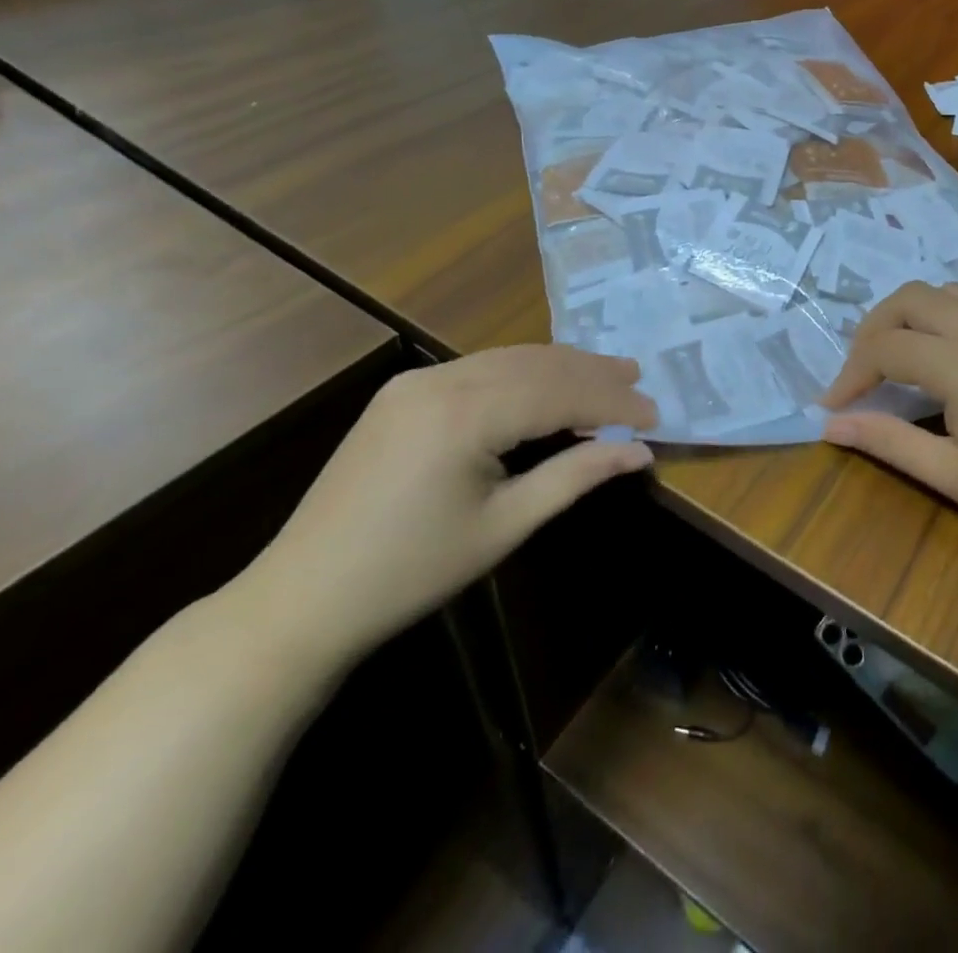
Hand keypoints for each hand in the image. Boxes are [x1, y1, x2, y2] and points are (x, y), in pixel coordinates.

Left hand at [235, 347, 656, 667]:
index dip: (612, 403)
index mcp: (465, 414)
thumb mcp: (505, 526)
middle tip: (639, 380)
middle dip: (592, 373)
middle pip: (537, 365)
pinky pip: (480, 369)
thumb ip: (576, 476)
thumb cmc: (411, 572)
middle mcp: (441, 380)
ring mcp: (417, 381)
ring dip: (561, 366)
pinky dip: (524, 374)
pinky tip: (547, 385)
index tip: (655, 416)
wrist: (302, 597)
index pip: (559, 393)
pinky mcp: (403, 392)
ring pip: (509, 359)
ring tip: (607, 374)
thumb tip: (639, 451)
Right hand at [820, 283, 957, 574]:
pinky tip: (944, 354)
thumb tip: (830, 425)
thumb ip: (888, 441)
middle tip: (860, 375)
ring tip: (895, 359)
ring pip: (943, 292)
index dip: (850, 374)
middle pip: (908, 299)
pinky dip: (943, 315)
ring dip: (908, 316)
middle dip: (872, 330)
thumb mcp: (953, 475)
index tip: (831, 408)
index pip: (886, 348)